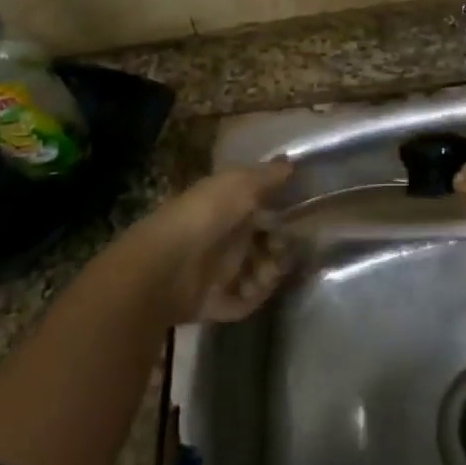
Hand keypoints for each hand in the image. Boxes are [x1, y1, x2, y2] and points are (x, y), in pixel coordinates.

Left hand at [119, 161, 295, 325]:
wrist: (167, 265)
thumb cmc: (206, 216)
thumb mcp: (240, 184)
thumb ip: (268, 175)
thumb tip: (291, 163)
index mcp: (227, 208)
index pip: (262, 210)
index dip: (281, 214)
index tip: (299, 217)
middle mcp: (224, 238)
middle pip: (263, 243)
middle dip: (280, 246)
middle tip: (282, 249)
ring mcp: (218, 271)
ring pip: (257, 273)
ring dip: (270, 273)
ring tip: (267, 272)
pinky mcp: (214, 301)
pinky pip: (244, 301)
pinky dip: (254, 297)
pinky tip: (254, 288)